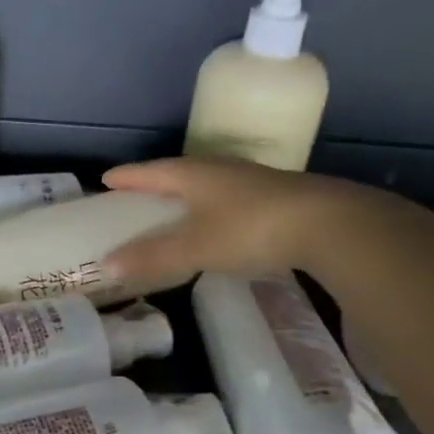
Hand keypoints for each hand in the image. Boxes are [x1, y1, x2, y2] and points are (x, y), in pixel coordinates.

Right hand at [101, 156, 324, 283]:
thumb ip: (152, 256)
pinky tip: (213, 222)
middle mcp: (220, 170)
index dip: (128, 177)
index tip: (106, 179)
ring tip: (170, 208)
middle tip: (134, 195)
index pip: (152, 171)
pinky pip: (227, 198)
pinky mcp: (273, 197)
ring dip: (184, 194)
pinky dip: (209, 208)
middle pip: (178, 173)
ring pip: (206, 184)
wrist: (327, 224)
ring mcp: (250, 181)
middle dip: (154, 183)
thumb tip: (107, 263)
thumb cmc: (250, 229)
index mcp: (195, 175)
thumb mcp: (195, 247)